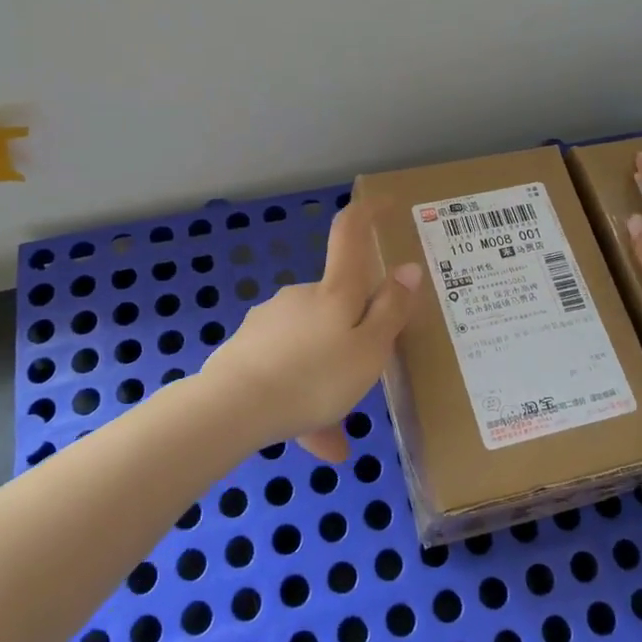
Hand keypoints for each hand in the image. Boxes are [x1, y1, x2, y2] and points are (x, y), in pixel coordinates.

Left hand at [199, 198, 421, 460]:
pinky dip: (302, 399)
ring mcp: (271, 321)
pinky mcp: (248, 349)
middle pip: (336, 305)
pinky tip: (311, 439)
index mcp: (335, 292)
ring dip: (327, 381)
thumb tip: (409, 268)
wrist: (232, 408)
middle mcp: (302, 297)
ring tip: (335, 435)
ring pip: (312, 347)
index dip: (367, 213)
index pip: (350, 234)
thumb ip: (391, 311)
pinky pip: (287, 372)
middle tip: (365, 382)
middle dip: (352, 338)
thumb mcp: (369, 351)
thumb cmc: (314, 377)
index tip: (384, 202)